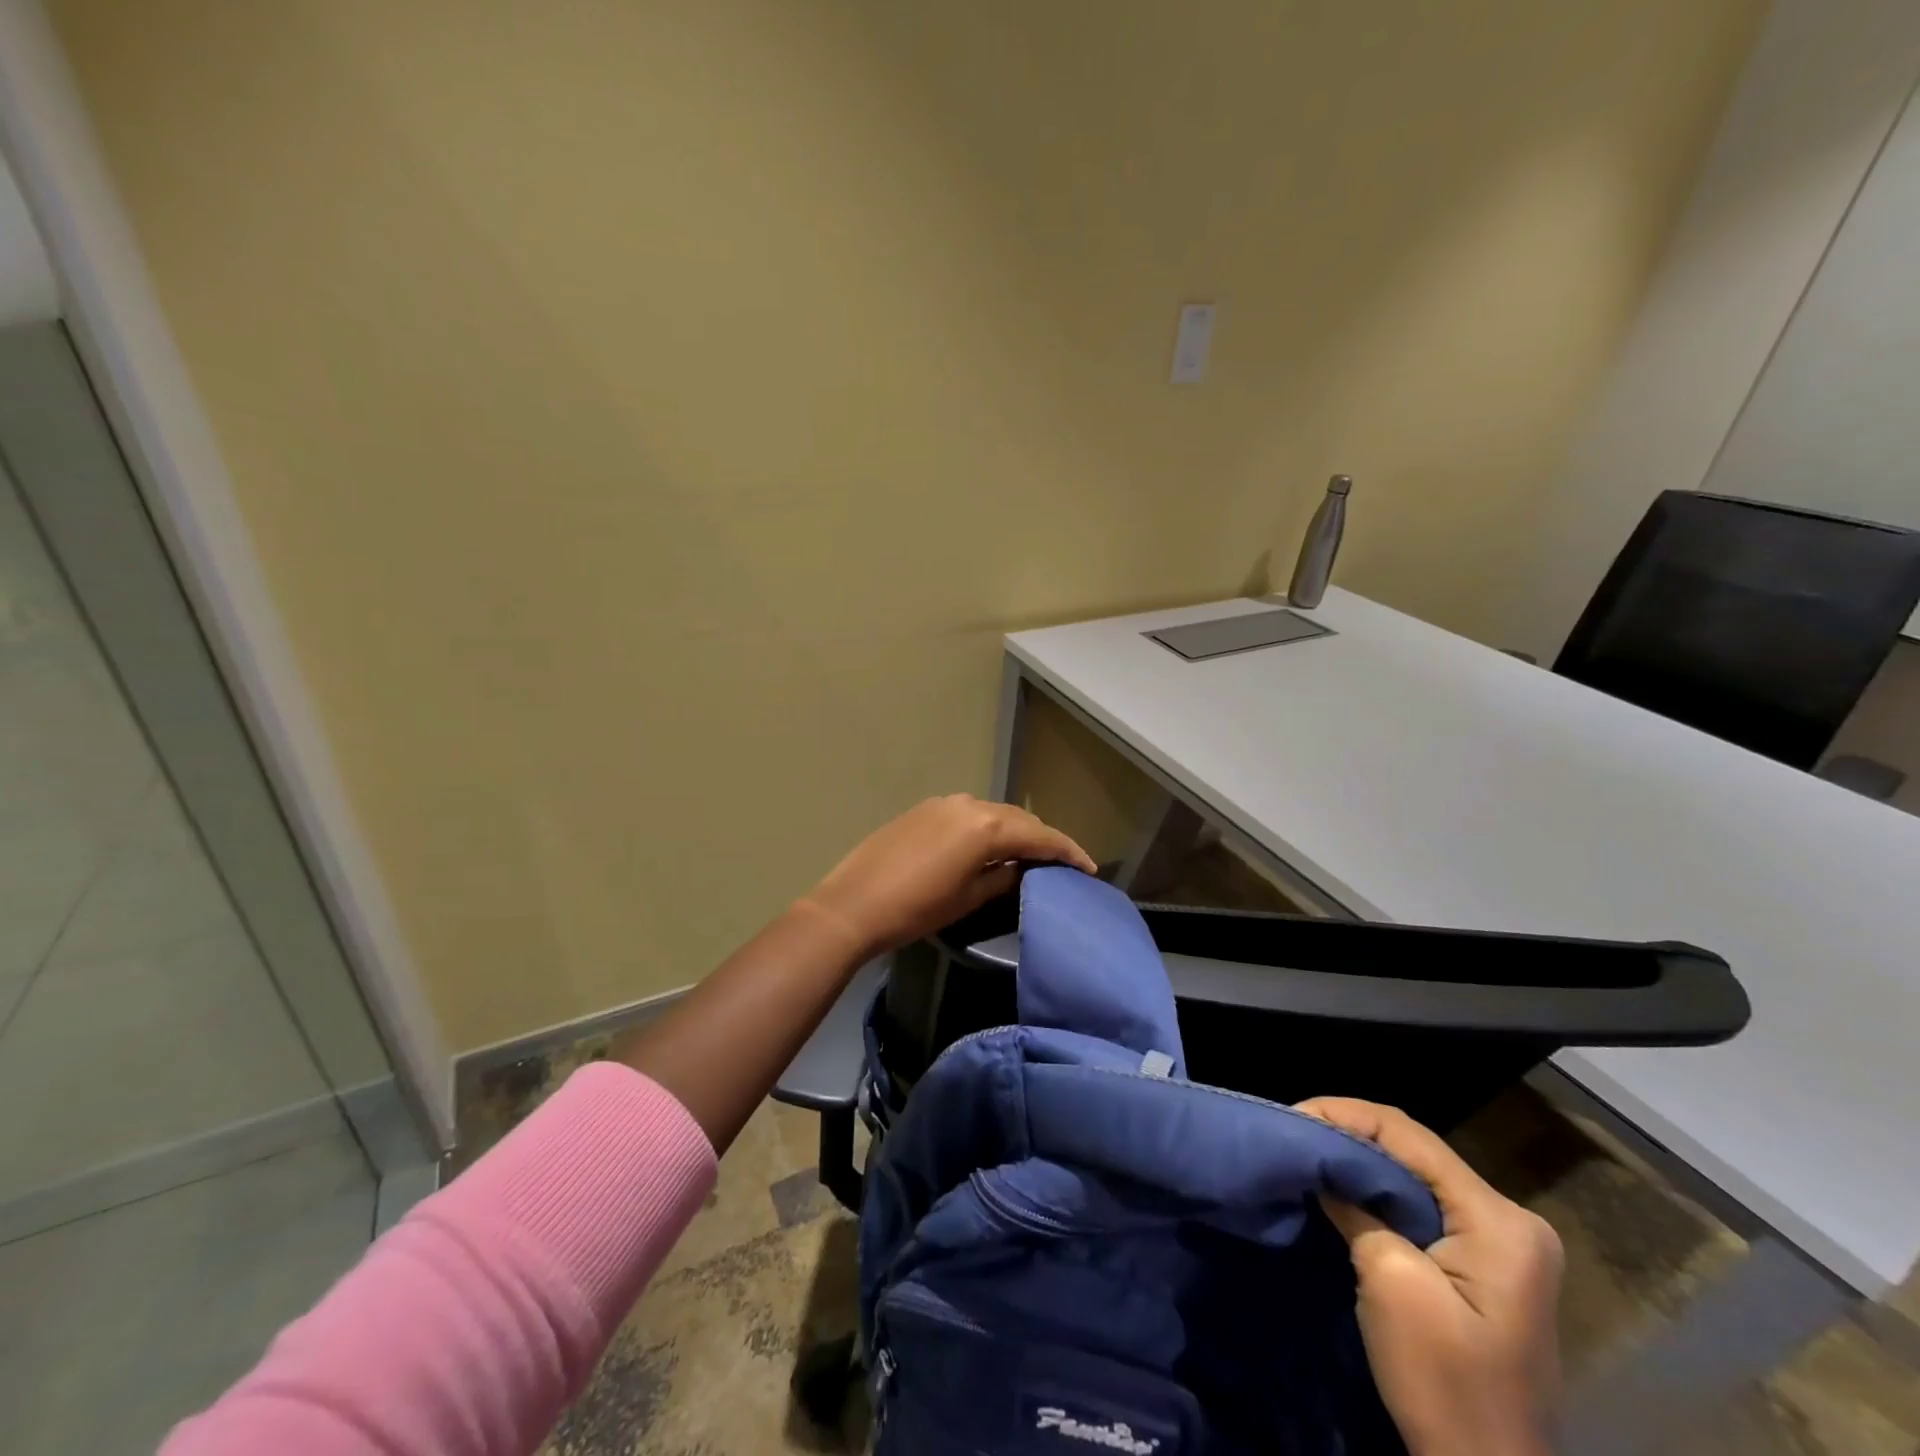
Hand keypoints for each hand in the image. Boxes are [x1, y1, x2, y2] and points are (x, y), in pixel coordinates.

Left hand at [803, 794, 1096, 958]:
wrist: (852, 905)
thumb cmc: (916, 909)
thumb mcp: (967, 899)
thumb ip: (1002, 878)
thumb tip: (1021, 868)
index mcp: (985, 827)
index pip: (1039, 836)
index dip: (1067, 851)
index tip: (1089, 868)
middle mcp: (968, 805)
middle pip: (1018, 819)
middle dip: (1042, 839)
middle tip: (1062, 862)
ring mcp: (943, 804)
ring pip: (993, 813)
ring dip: (1014, 832)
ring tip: (1030, 856)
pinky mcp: (923, 810)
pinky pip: (968, 814)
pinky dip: (986, 828)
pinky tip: (989, 847)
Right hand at [1296, 1097, 1562, 1455]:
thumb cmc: (1445, 1384)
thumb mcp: (1390, 1282)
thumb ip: (1356, 1207)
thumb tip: (1323, 1167)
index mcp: (1500, 1219)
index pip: (1409, 1136)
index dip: (1344, 1114)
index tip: (1292, 1116)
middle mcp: (1510, 1220)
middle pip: (1415, 1152)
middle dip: (1350, 1136)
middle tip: (1295, 1133)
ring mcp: (1503, 1246)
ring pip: (1416, 1177)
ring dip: (1361, 1164)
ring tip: (1309, 1154)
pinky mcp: (1486, 1268)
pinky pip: (1423, 1207)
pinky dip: (1379, 1194)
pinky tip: (1343, 1191)